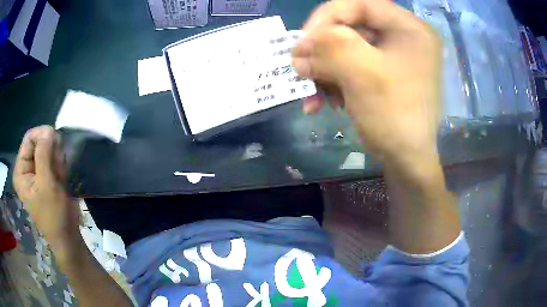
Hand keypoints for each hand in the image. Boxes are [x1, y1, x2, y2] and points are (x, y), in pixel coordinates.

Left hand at [13, 126, 79, 247]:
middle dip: (51, 152)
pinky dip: (60, 167)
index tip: (55, 140)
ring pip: (48, 151)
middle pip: (39, 143)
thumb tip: (48, 129)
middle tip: (58, 167)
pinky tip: (62, 179)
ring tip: (60, 177)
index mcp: (21, 171)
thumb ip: (44, 155)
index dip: (41, 136)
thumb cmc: (53, 215)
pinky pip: (54, 160)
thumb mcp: (46, 184)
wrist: (67, 236)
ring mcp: (37, 173)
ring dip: (57, 161)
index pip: (29, 139)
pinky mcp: (47, 177)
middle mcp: (27, 169)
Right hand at [293, 0, 440, 167]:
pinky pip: (351, 67)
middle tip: (300, 69)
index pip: (359, 5)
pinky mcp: (383, 74)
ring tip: (310, 95)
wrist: (407, 162)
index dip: (326, 18)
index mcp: (409, 28)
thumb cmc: (395, 116)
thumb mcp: (362, 74)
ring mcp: (393, 56)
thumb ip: (329, 47)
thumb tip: (300, 45)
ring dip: (324, 71)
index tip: (302, 41)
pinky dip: (333, 82)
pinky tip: (322, 102)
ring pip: (347, 49)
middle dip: (323, 51)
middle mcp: (403, 37)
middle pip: (351, 28)